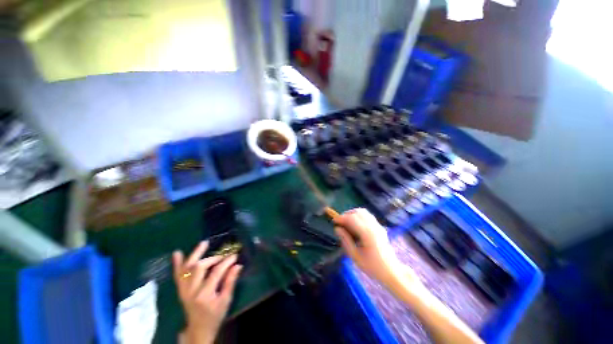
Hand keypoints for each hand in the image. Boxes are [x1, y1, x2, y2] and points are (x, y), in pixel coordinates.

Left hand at [173, 241, 242, 343]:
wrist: (198, 329)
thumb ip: (230, 281)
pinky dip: (177, 264)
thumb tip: (238, 265)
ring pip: (187, 268)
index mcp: (205, 295)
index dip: (226, 262)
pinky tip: (178, 252)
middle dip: (213, 258)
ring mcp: (183, 290)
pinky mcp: (180, 289)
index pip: (216, 272)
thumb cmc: (215, 315)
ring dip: (195, 254)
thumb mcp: (226, 300)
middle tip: (223, 256)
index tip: (235, 255)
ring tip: (204, 243)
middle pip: (199, 267)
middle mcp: (191, 291)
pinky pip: (177, 274)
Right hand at [334, 208, 420, 288]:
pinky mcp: (380, 227)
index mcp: (367, 234)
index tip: (334, 221)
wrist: (392, 271)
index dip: (341, 218)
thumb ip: (345, 241)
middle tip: (340, 222)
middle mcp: (373, 226)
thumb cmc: (372, 267)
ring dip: (353, 214)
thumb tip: (337, 229)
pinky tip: (356, 224)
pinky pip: (368, 216)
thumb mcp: (355, 256)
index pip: (352, 218)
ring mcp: (378, 226)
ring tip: (347, 222)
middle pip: (358, 212)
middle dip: (346, 214)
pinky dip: (359, 216)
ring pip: (363, 212)